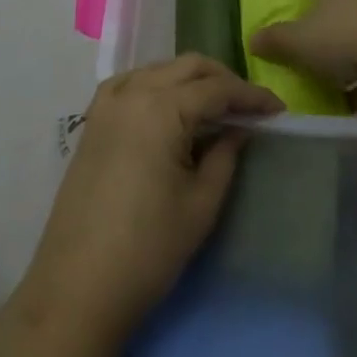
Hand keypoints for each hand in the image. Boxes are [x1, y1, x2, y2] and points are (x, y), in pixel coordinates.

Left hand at [0, 55, 282, 356]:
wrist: (77, 289)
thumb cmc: (148, 250)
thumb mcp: (200, 204)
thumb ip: (225, 155)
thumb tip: (240, 127)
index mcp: (162, 108)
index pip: (217, 89)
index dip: (252, 96)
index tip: (279, 110)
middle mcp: (132, 92)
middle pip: (187, 67)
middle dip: (223, 80)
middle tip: (250, 107)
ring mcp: (107, 104)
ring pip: (159, 70)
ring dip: (191, 79)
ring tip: (216, 107)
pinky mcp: (92, 122)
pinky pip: (131, 83)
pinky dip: (158, 84)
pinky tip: (170, 107)